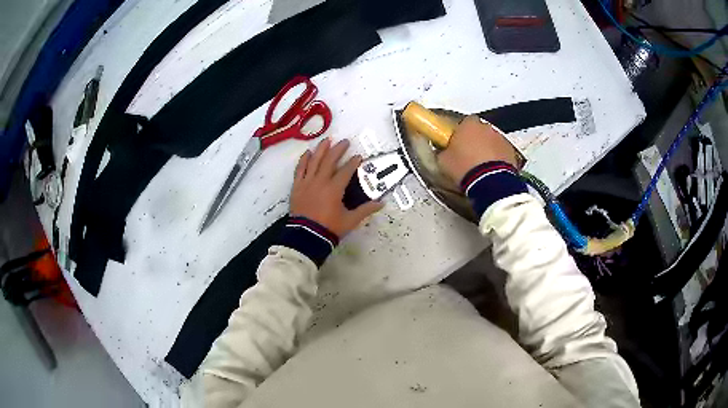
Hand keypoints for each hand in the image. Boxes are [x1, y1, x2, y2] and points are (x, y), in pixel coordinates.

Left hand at [290, 138, 382, 237]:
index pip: (346, 171)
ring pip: (314, 161)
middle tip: (345, 141)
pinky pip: (299, 170)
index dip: (353, 162)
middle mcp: (320, 181)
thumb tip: (382, 203)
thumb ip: (365, 210)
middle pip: (329, 161)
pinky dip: (303, 160)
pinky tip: (307, 153)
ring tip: (326, 140)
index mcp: (334, 189)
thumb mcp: (350, 220)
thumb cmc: (329, 228)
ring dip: (321, 150)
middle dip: (338, 150)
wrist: (306, 236)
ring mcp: (307, 183)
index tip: (358, 156)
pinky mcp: (297, 187)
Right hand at [437, 116, 520, 184]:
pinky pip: (501, 152)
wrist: (490, 183)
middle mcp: (486, 127)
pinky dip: (497, 159)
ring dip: (486, 150)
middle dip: (473, 140)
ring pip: (491, 141)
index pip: (462, 122)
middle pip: (478, 131)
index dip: (458, 133)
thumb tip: (442, 151)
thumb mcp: (443, 161)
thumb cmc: (465, 167)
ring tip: (479, 167)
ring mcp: (500, 138)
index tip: (455, 143)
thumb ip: (442, 151)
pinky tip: (490, 171)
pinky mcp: (511, 151)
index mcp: (468, 124)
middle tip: (466, 156)